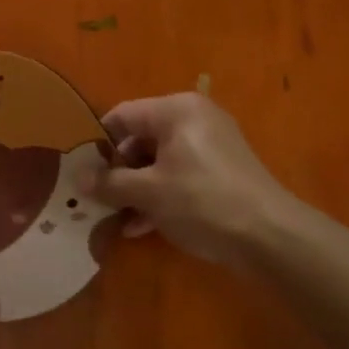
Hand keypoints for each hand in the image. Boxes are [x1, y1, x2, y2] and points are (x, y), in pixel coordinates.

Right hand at [85, 84, 296, 268]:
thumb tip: (77, 179)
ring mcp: (210, 147)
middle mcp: (193, 119)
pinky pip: (177, 176)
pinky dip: (158, 197)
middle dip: (116, 172)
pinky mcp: (220, 173)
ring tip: (114, 218)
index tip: (79, 171)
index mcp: (175, 110)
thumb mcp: (146, 192)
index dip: (96, 143)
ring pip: (157, 162)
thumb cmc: (201, 201)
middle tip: (95, 198)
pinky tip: (139, 227)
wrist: (271, 238)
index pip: (120, 116)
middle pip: (138, 139)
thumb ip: (108, 183)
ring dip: (134, 189)